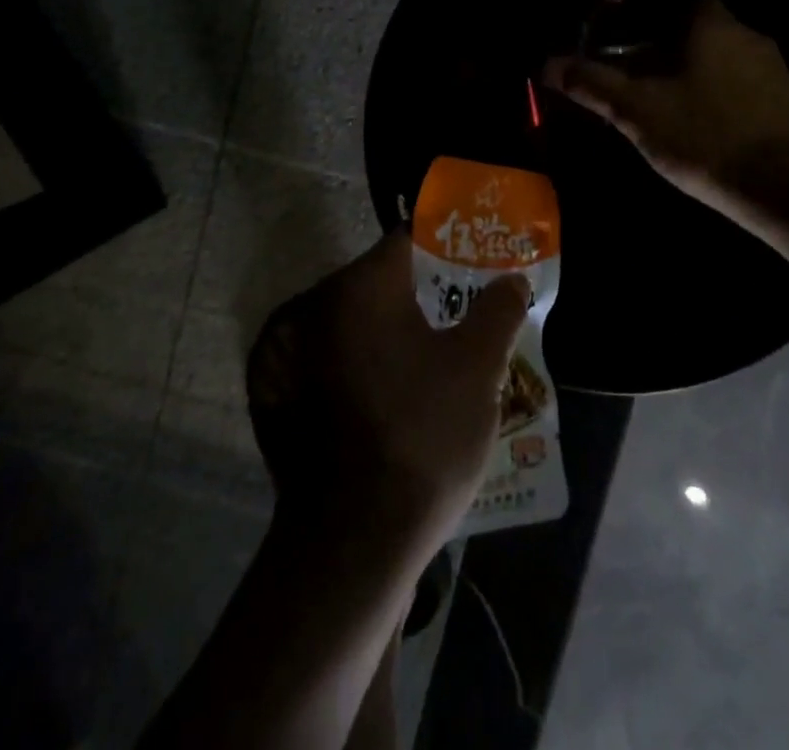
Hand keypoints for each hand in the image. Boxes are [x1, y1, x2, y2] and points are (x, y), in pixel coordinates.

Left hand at [247, 232, 527, 556]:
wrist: (350, 547)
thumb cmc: (422, 437)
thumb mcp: (478, 367)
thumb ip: (498, 309)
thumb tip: (511, 278)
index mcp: (357, 288)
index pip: (407, 242)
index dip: (447, 248)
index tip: (475, 265)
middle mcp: (312, 308)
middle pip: (377, 281)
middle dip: (421, 293)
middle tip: (460, 316)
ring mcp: (287, 355)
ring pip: (352, 323)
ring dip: (388, 331)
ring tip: (430, 358)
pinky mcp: (277, 398)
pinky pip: (329, 360)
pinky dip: (358, 363)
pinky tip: (388, 394)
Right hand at [543, 0, 788, 234]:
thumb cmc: (706, 135)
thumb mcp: (637, 111)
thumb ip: (591, 84)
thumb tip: (546, 63)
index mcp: (709, 23)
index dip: (642, 10)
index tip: (616, 32)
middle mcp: (745, 34)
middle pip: (692, 28)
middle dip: (658, 46)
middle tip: (628, 73)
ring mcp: (772, 68)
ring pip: (715, 58)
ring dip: (685, 72)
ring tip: (657, 103)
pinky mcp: (786, 102)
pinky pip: (737, 84)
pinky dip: (712, 94)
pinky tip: (698, 125)